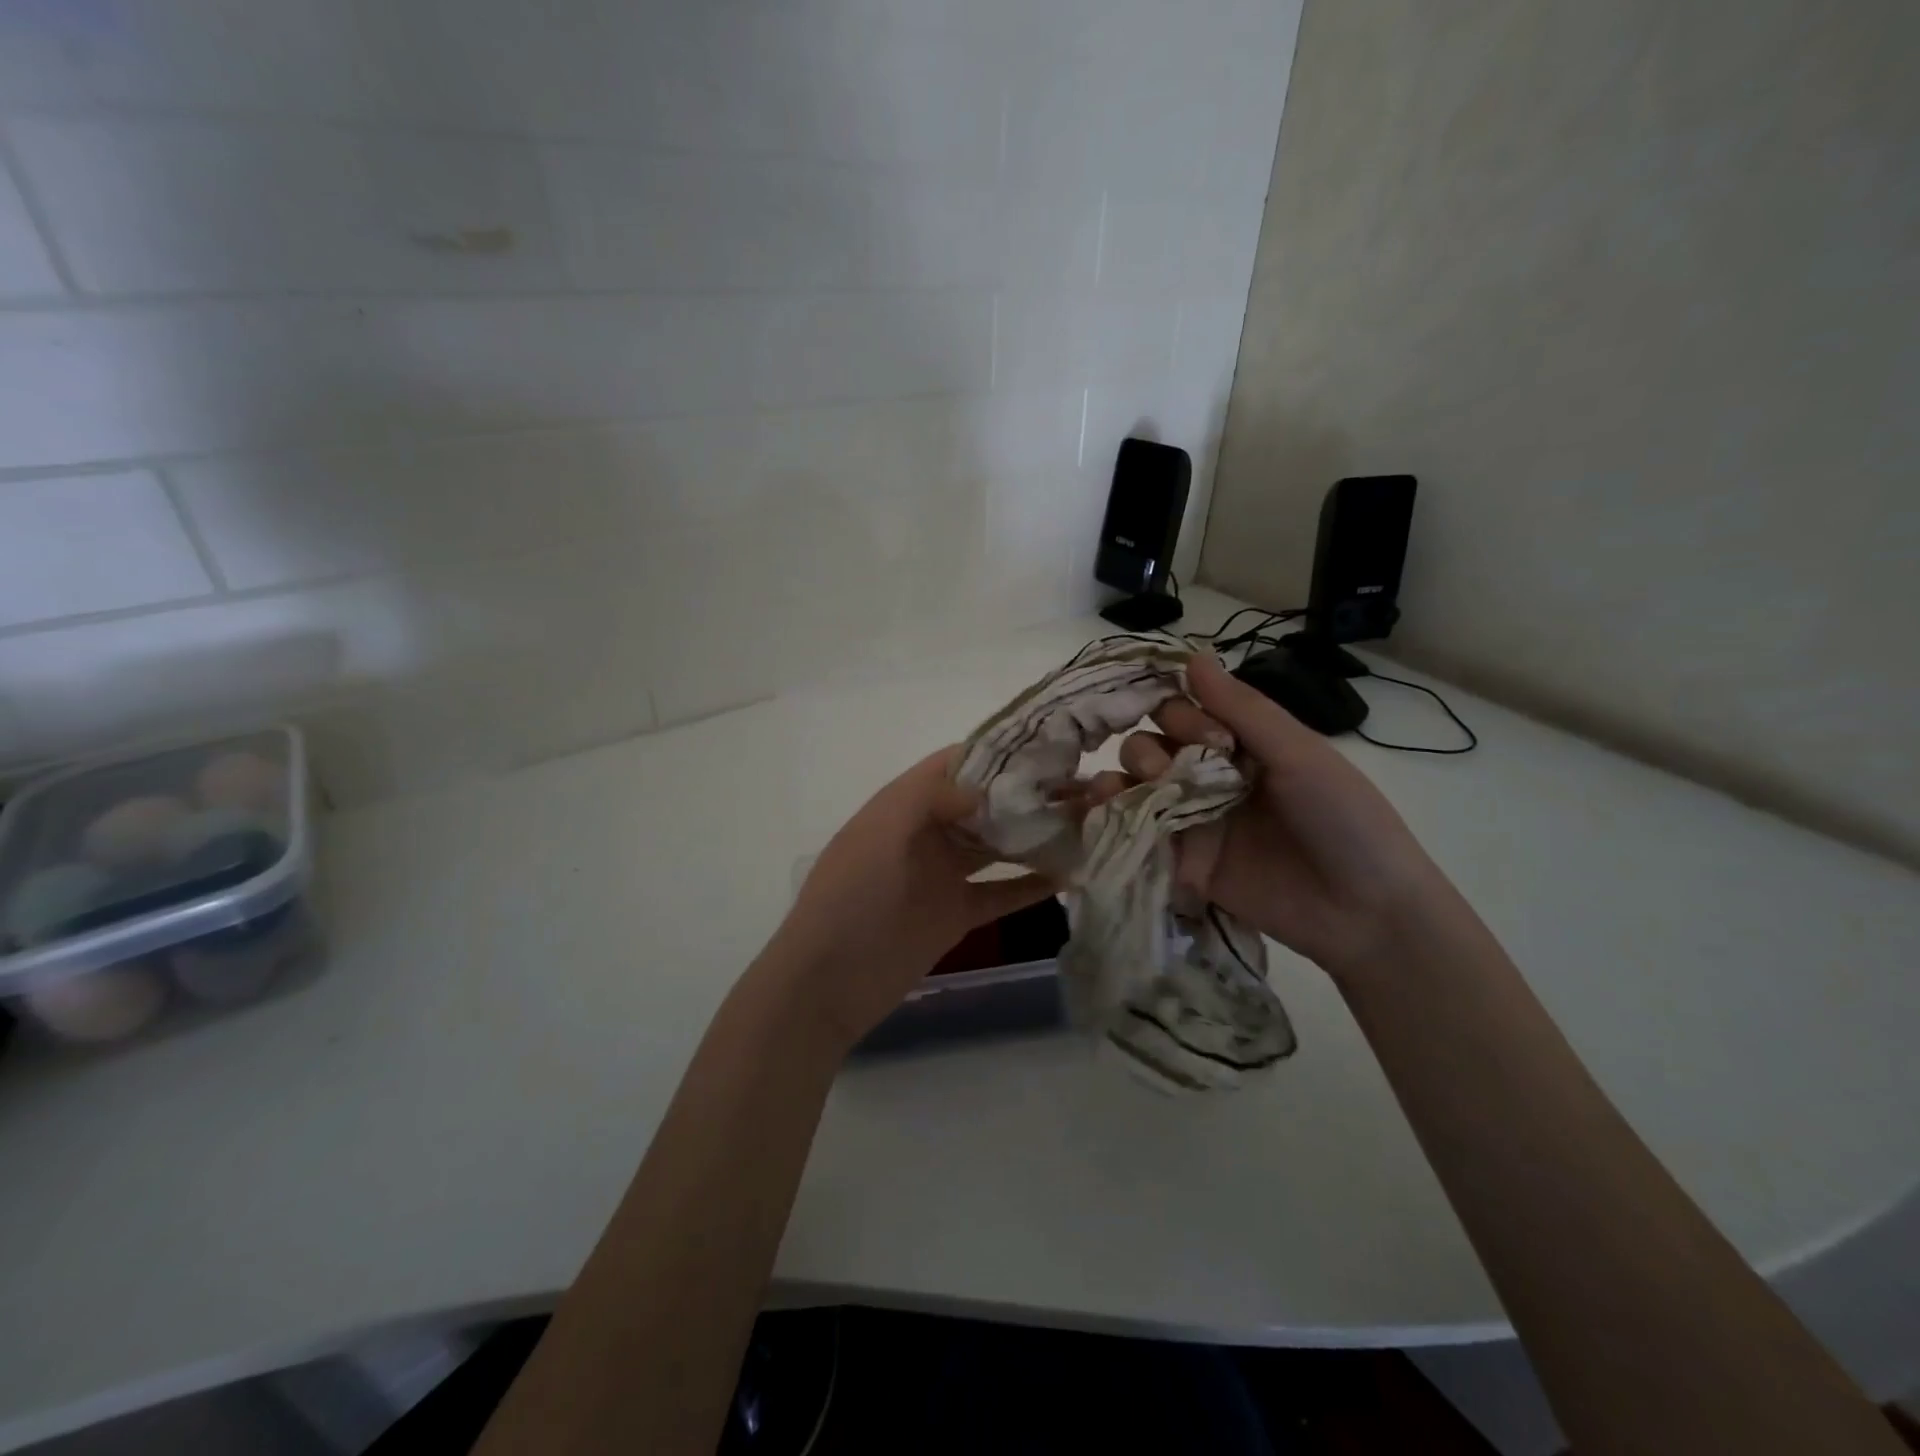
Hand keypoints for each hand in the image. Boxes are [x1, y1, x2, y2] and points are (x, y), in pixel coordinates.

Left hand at [768, 748, 1054, 1049]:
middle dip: (1029, 793)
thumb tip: (985, 788)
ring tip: (1087, 822)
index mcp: (903, 804)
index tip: (1048, 746)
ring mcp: (943, 874)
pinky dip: (1033, 885)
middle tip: (1084, 785)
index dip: (997, 752)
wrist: (829, 981)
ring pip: (998, 846)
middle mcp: (927, 832)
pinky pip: (1002, 893)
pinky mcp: (957, 914)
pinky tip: (1071, 875)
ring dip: (1037, 835)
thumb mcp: (881, 833)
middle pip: (985, 803)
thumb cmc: (849, 896)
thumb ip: (929, 798)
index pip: (955, 763)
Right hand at [1095, 654, 1454, 978]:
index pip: (1184, 711)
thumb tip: (1191, 653)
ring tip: (1119, 790)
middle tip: (1171, 772)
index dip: (1179, 715)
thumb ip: (1243, 709)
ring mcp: (1193, 820)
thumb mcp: (1299, 754)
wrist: (1363, 912)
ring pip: (1136, 785)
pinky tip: (1101, 809)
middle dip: (1149, 750)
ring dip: (1123, 778)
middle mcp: (1209, 776)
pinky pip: (1137, 833)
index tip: (1205, 735)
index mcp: (1240, 745)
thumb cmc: (1343, 820)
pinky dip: (1112, 818)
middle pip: (1152, 745)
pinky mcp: (1181, 862)